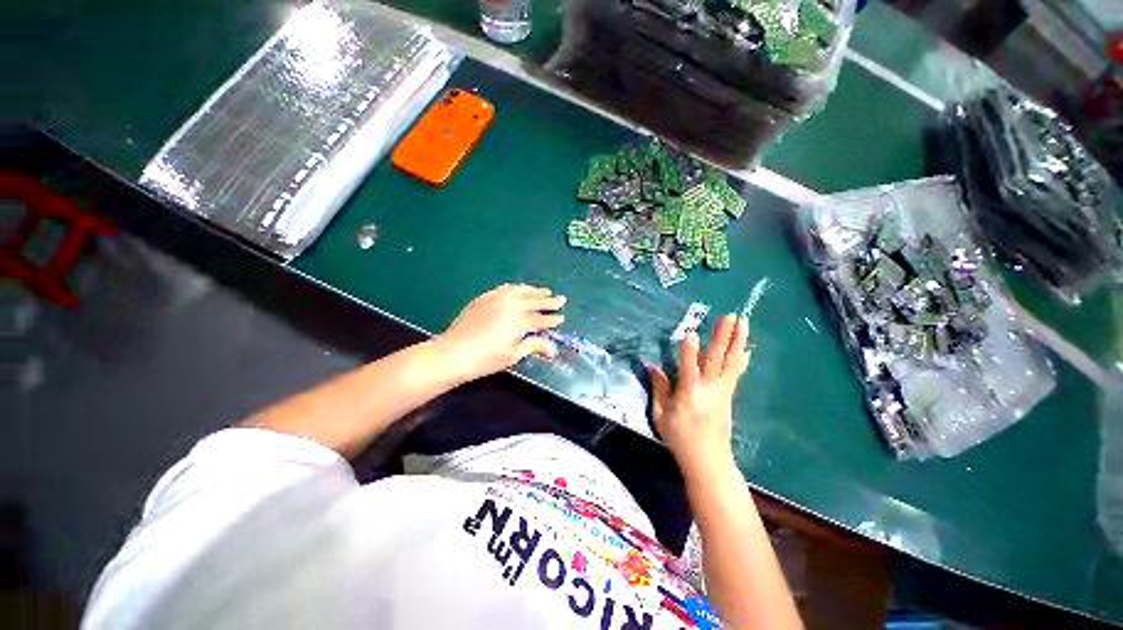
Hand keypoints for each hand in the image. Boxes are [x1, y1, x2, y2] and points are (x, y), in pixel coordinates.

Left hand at [436, 284, 565, 382]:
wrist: (453, 353)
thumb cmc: (485, 359)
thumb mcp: (513, 355)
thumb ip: (533, 346)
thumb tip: (552, 349)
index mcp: (519, 321)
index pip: (541, 319)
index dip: (553, 319)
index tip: (561, 317)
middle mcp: (510, 305)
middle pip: (534, 301)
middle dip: (549, 301)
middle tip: (561, 299)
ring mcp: (496, 299)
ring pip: (521, 291)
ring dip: (534, 291)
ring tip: (545, 291)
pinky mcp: (484, 297)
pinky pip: (505, 288)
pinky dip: (516, 288)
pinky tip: (519, 288)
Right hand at [648, 314, 750, 474]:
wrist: (708, 459)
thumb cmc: (680, 437)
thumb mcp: (661, 414)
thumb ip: (659, 388)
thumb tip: (653, 366)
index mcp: (689, 393)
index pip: (688, 368)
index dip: (689, 351)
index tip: (691, 332)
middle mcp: (709, 388)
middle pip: (716, 358)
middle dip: (723, 335)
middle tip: (731, 316)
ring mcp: (722, 390)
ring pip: (731, 361)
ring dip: (737, 340)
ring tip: (743, 322)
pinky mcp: (729, 394)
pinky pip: (735, 372)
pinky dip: (741, 358)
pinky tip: (746, 348)